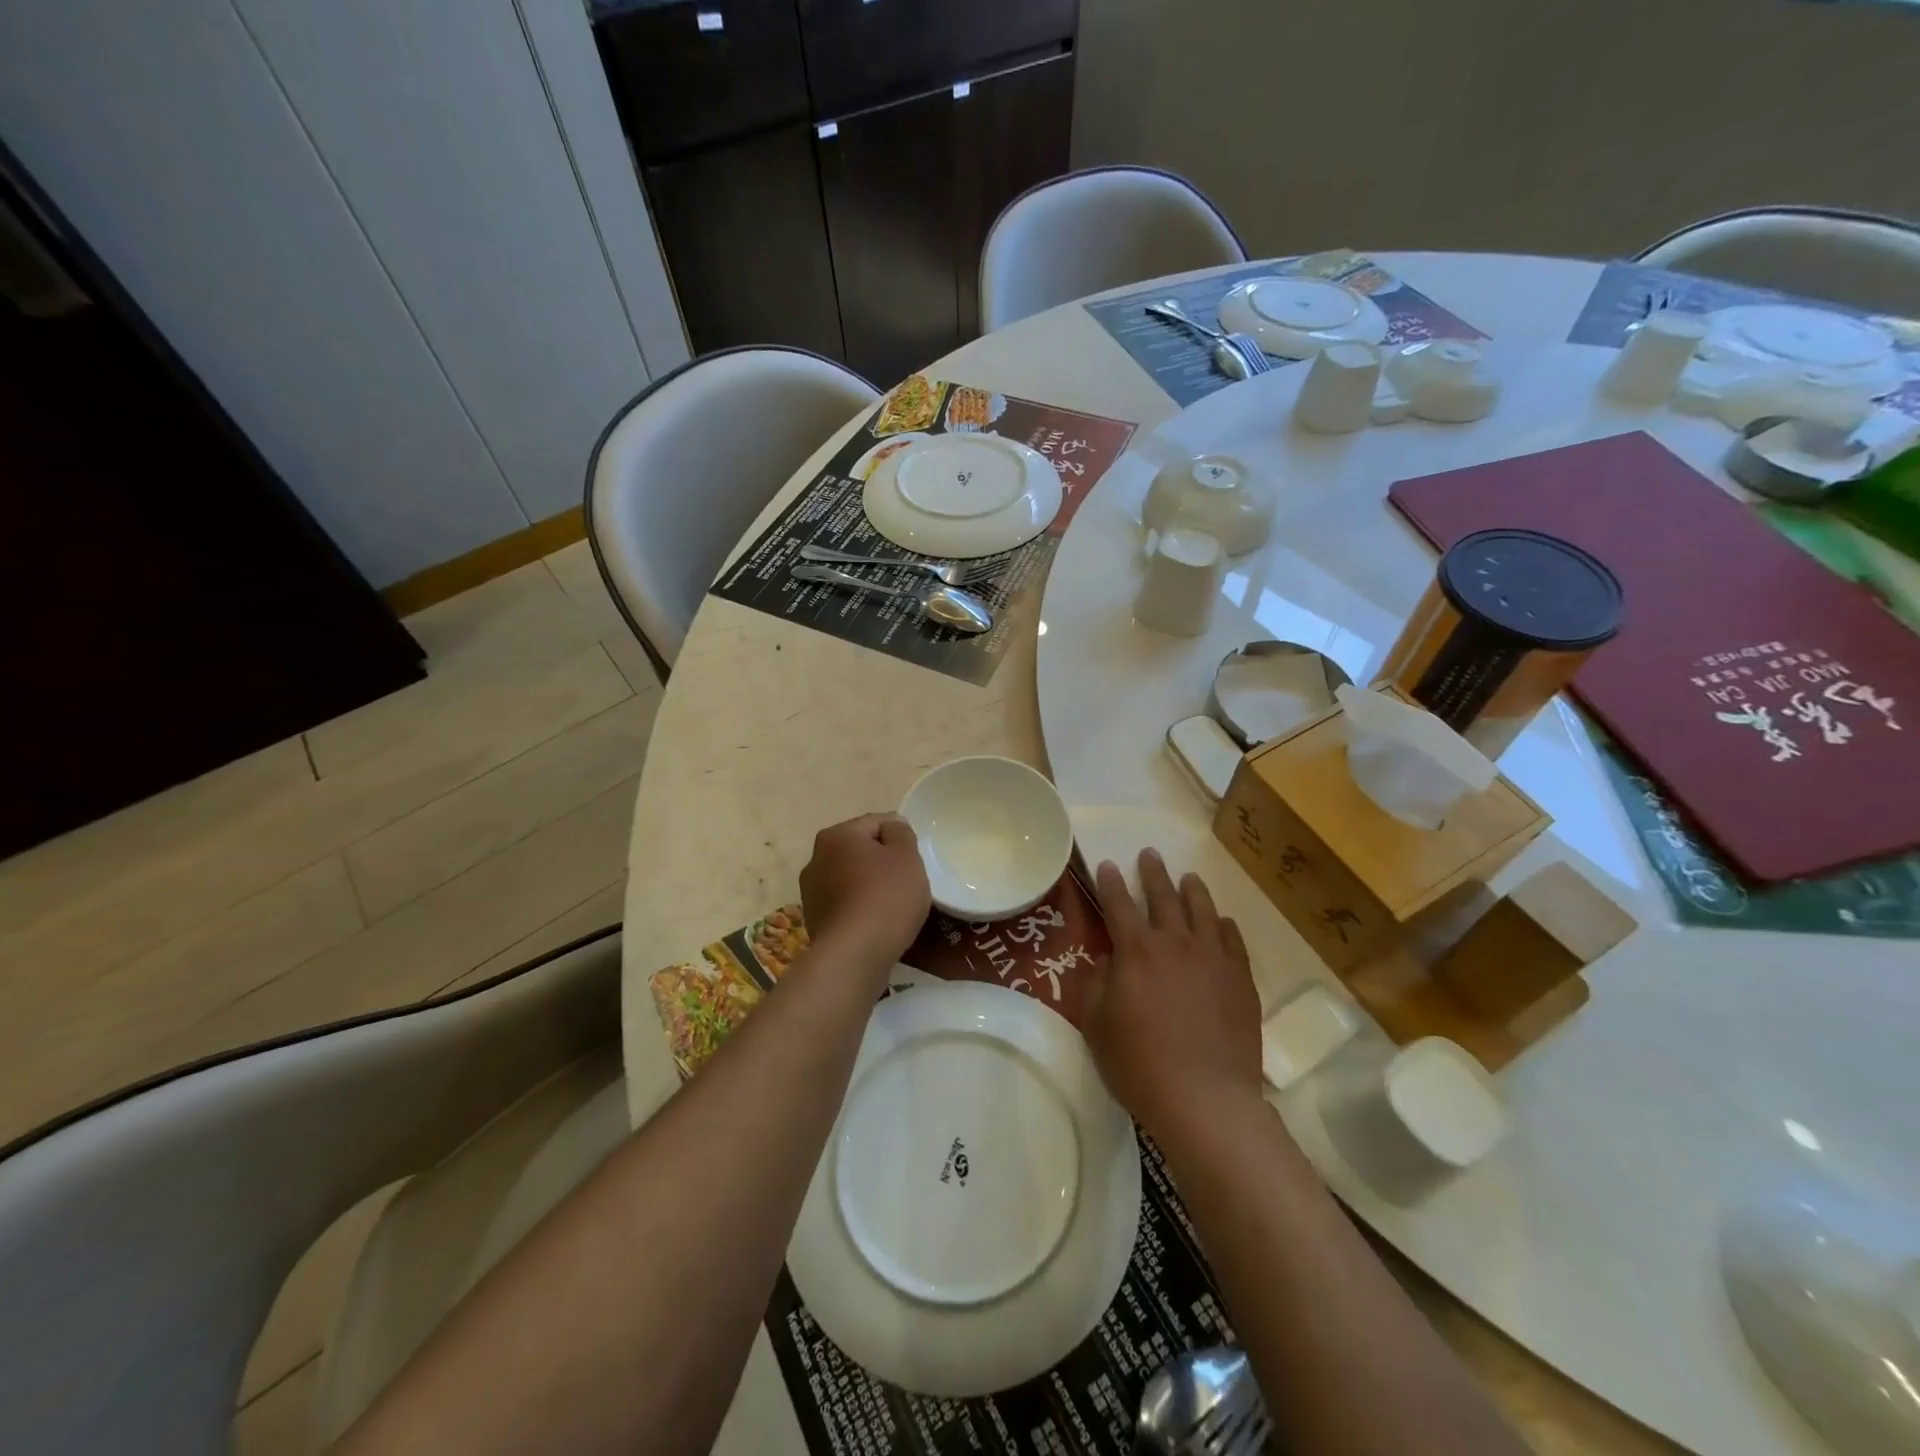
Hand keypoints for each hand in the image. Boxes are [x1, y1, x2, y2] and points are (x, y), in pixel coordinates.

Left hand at [799, 814, 931, 969]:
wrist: (855, 955)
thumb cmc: (886, 897)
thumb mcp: (906, 856)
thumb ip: (901, 832)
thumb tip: (891, 827)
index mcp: (836, 835)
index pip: (877, 822)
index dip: (901, 837)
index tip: (915, 859)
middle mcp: (816, 858)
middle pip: (861, 850)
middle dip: (883, 862)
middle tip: (908, 881)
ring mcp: (811, 892)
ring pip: (852, 878)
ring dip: (870, 885)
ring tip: (894, 906)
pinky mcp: (814, 920)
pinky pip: (846, 904)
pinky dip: (861, 908)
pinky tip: (877, 923)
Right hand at [1085, 850, 1262, 1138]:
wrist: (1206, 1098)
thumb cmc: (1140, 1064)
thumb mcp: (1097, 1025)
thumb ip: (1097, 984)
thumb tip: (1107, 960)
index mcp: (1136, 951)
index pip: (1118, 904)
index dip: (1110, 882)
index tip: (1108, 864)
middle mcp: (1176, 943)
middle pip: (1163, 897)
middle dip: (1153, 873)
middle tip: (1149, 853)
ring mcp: (1213, 959)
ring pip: (1202, 911)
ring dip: (1192, 890)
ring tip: (1189, 877)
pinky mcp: (1240, 979)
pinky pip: (1232, 940)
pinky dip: (1224, 926)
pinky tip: (1222, 922)